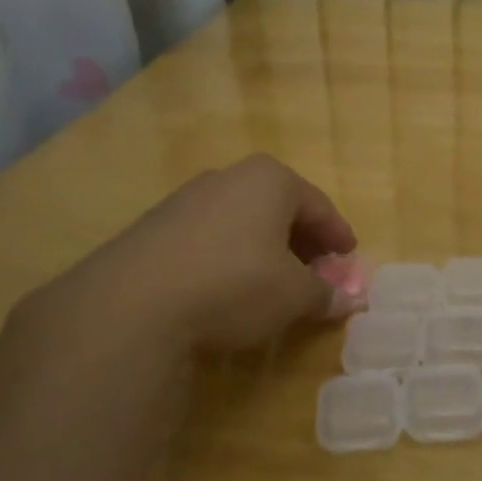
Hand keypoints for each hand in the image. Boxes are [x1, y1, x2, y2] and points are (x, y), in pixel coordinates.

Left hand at [26, 154, 356, 355]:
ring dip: (263, 246)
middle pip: (279, 207)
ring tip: (272, 280)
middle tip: (315, 270)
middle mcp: (229, 177)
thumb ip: (324, 294)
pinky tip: (227, 285)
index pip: (319, 205)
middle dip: (301, 239)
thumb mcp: (293, 296)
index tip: (348, 256)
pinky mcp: (155, 225)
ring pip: (242, 219)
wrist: (132, 303)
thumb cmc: (234, 285)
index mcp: (270, 180)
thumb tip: (346, 300)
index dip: (338, 234)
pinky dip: (229, 254)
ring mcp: (187, 198)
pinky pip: (209, 235)